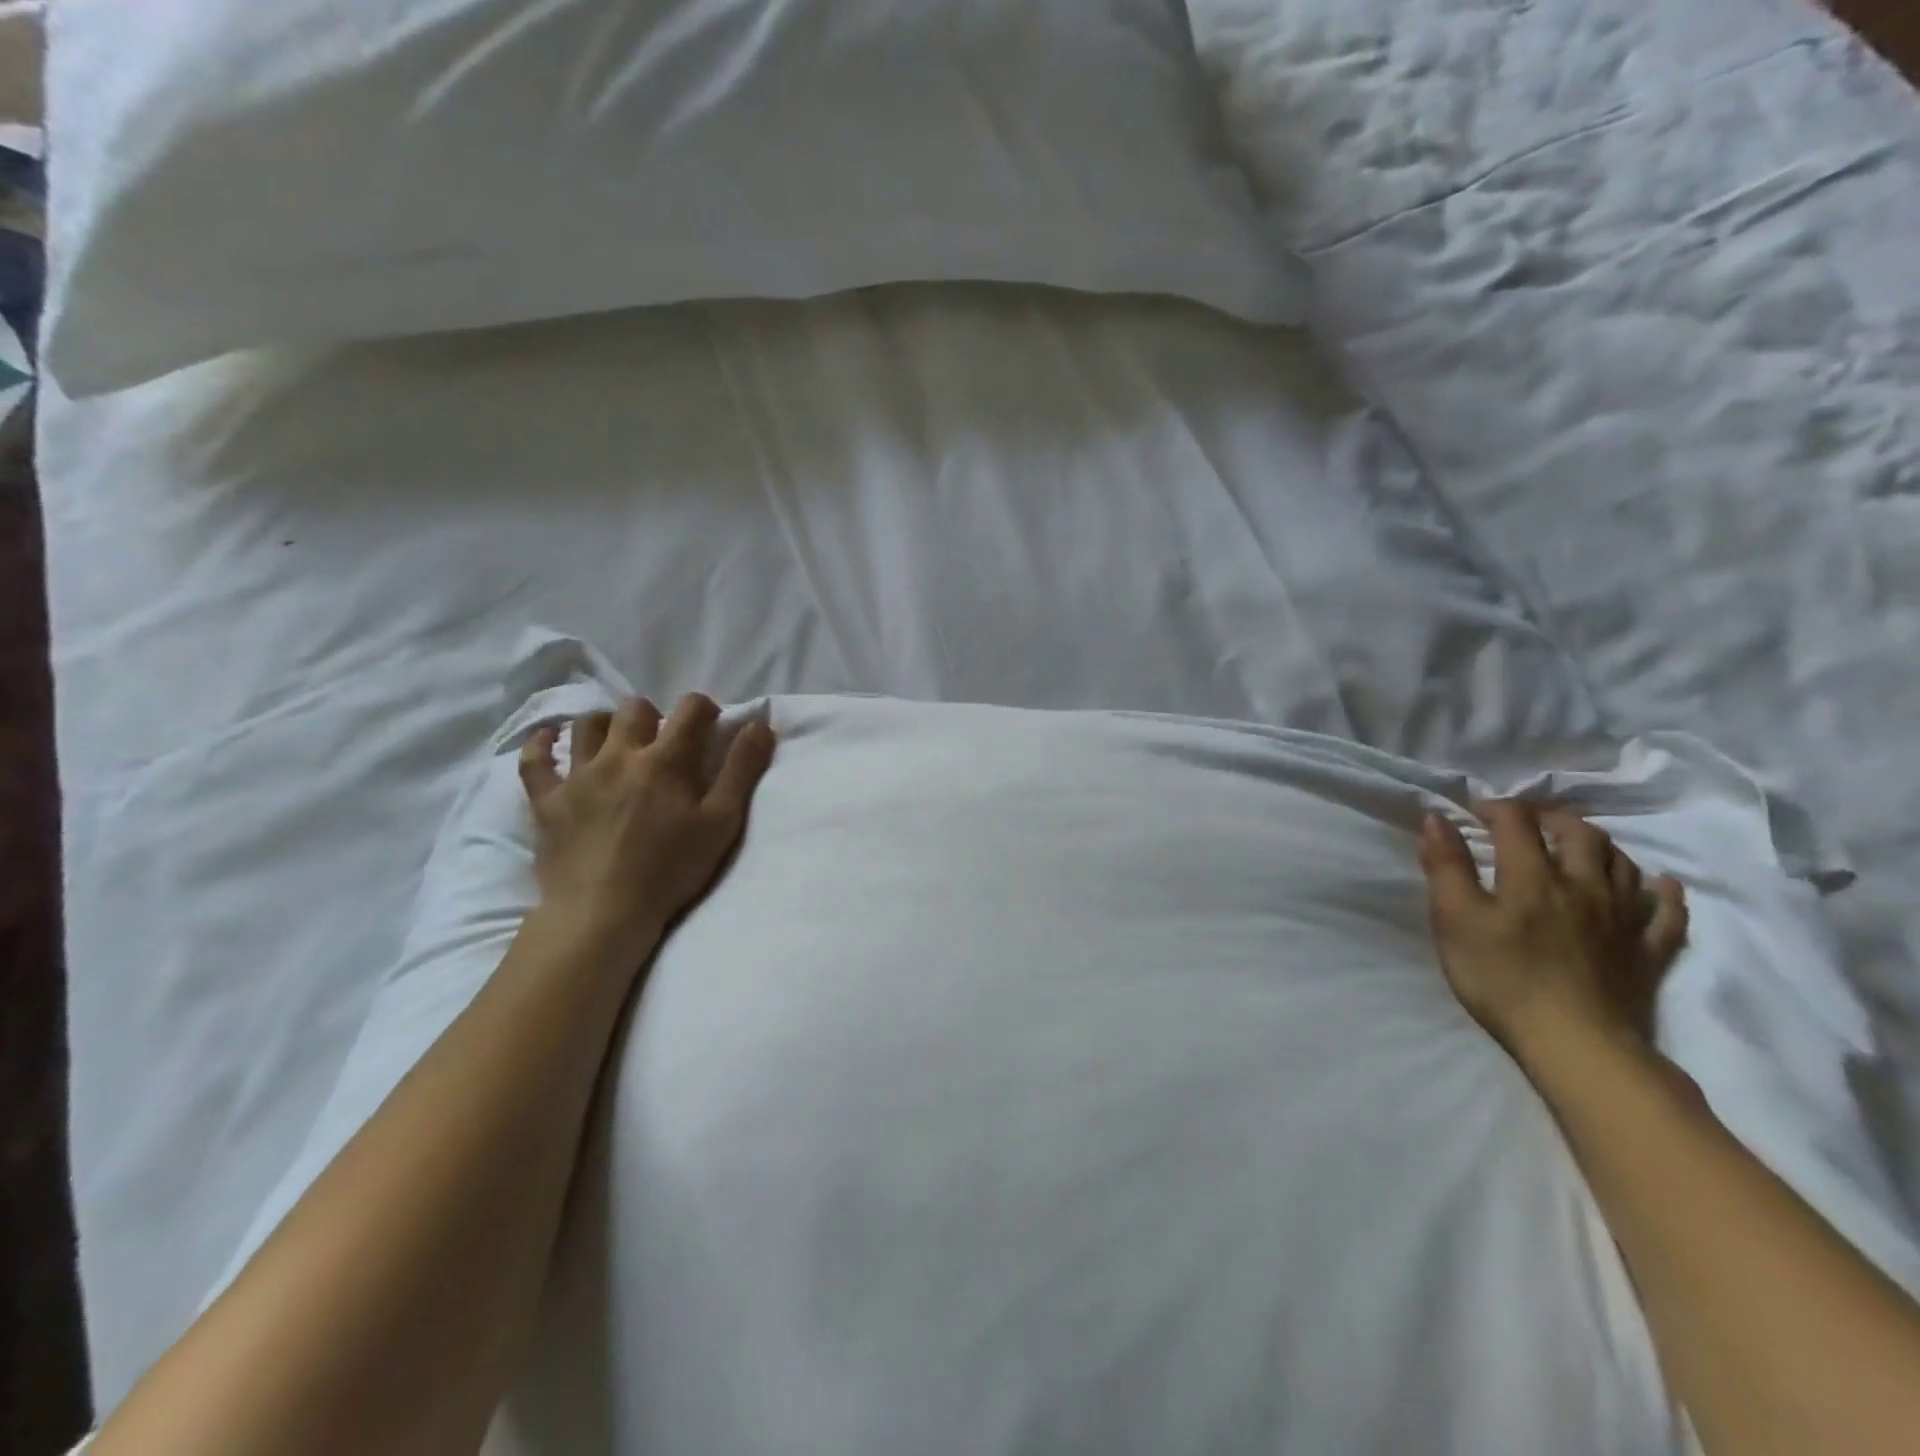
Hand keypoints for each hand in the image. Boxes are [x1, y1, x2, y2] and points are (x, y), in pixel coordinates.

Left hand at [519, 694, 775, 961]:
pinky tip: (550, 740)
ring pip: (588, 725)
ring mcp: (577, 775)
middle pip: (635, 709)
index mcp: (665, 760)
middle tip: (663, 743)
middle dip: (655, 716)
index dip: (704, 709)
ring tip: (618, 744)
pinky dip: (542, 744)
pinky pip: (534, 759)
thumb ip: (742, 769)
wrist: (602, 913)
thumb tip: (759, 724)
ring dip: (606, 725)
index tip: (710, 726)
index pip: (689, 709)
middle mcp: (619, 755)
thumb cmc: (670, 870)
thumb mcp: (721, 822)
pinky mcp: (546, 800)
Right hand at [1418, 801, 1689, 1065]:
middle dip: (1551, 818)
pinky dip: (1662, 893)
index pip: (1517, 823)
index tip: (1473, 812)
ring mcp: (1623, 919)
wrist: (1575, 1044)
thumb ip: (1446, 867)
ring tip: (1577, 846)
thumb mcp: (1455, 920)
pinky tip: (1657, 885)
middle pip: (1579, 834)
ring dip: (1599, 845)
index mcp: (1533, 876)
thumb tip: (1437, 819)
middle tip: (1527, 821)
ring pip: (1623, 864)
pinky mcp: (1647, 952)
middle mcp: (1584, 886)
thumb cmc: (1502, 978)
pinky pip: (1666, 914)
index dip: (1495, 808)